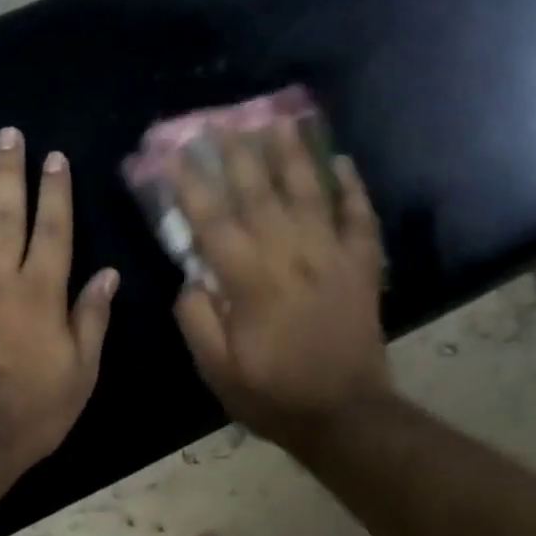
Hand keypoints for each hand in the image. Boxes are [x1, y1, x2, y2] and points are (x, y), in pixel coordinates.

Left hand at [0, 129, 118, 481]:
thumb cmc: (31, 413)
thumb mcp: (80, 374)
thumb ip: (91, 319)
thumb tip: (107, 274)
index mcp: (40, 294)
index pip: (52, 230)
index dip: (55, 191)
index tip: (55, 158)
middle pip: (5, 214)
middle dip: (10, 172)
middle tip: (9, 134)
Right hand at [172, 120, 391, 448]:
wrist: (344, 415)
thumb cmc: (274, 393)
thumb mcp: (216, 368)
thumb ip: (197, 317)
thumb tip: (191, 276)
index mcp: (250, 279)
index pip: (212, 219)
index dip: (189, 183)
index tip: (171, 153)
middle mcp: (290, 254)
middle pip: (260, 191)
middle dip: (237, 152)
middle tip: (222, 121)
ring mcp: (332, 255)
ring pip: (310, 192)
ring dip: (293, 153)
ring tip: (280, 119)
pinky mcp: (363, 266)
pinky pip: (360, 217)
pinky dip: (353, 188)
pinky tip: (343, 162)